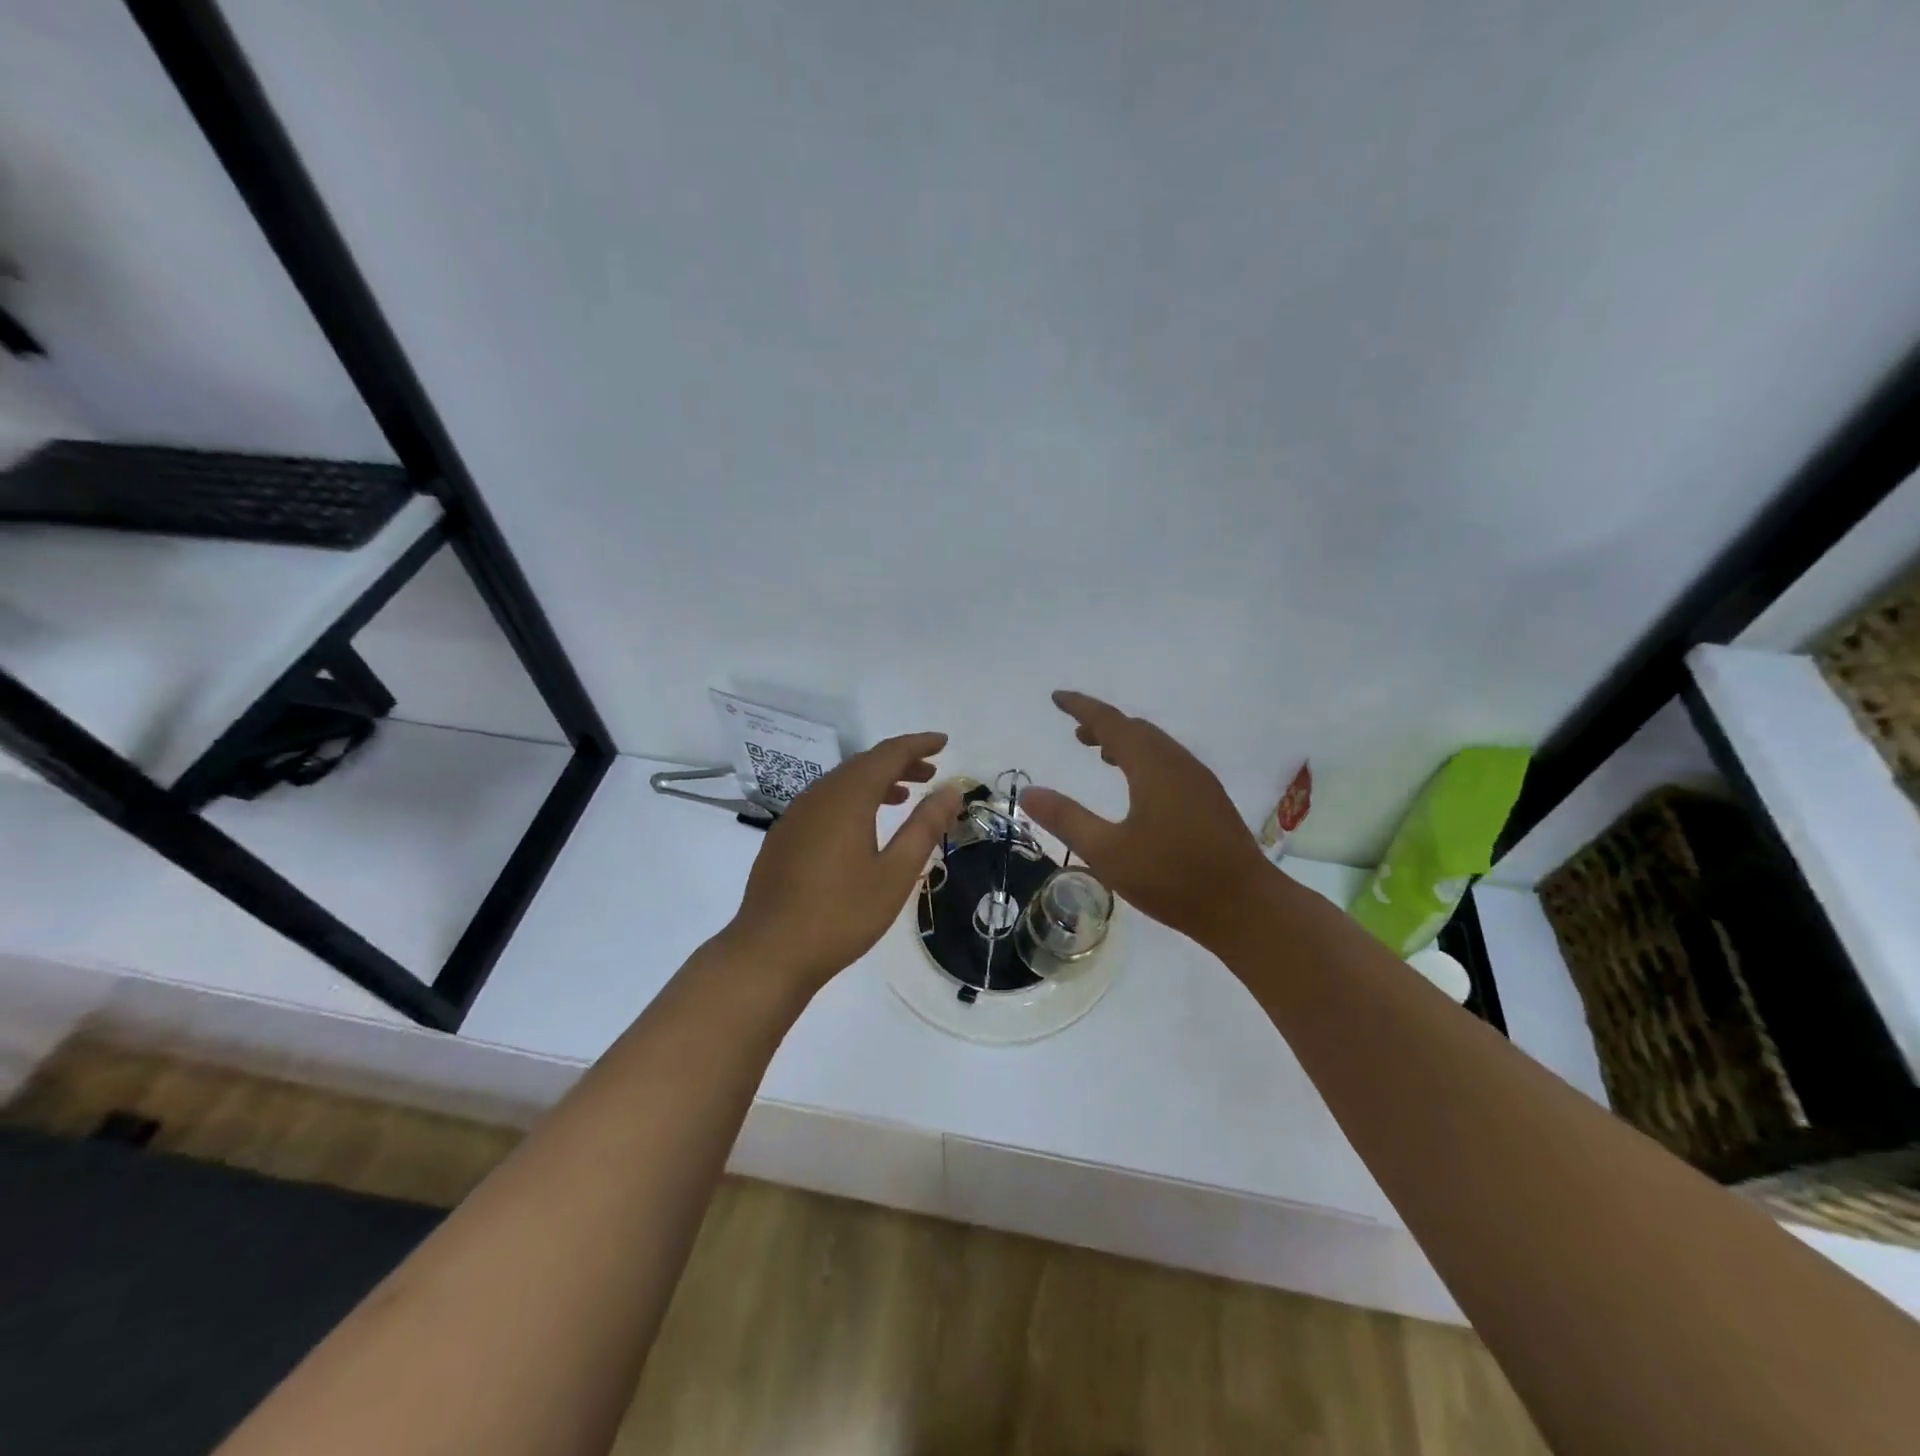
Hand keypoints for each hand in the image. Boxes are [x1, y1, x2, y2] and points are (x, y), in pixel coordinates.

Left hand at [727, 733, 962, 991]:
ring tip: (904, 796)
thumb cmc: (841, 915)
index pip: (888, 754)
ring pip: (842, 782)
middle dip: (899, 762)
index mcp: (847, 798)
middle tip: (931, 772)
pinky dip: (853, 799)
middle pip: (863, 764)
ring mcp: (796, 815)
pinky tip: (863, 825)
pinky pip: (825, 801)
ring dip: (876, 781)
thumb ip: (924, 827)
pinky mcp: (784, 836)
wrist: (769, 953)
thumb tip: (951, 790)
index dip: (918, 744)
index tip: (943, 743)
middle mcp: (818, 796)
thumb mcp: (895, 873)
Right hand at [1023, 691, 1274, 952]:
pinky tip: (1139, 788)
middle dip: (1104, 725)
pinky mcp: (1211, 801)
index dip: (1081, 707)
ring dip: (1127, 742)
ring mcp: (1200, 781)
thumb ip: (1066, 819)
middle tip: (1076, 733)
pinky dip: (1145, 760)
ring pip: (1157, 746)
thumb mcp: (1108, 852)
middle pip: (1136, 729)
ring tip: (1102, 755)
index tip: (1057, 697)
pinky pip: (1171, 763)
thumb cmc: (1172, 878)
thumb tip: (1028, 792)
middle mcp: (1178, 763)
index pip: (1110, 722)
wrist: (1247, 907)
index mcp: (1152, 767)